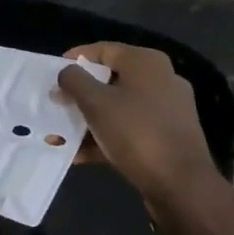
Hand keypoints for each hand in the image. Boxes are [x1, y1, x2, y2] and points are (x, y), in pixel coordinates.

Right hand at [56, 43, 223, 221]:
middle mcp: (160, 80)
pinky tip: (78, 155)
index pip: (104, 50)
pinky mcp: (165, 139)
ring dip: (87, 121)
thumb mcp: (97, 103)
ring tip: (59, 135)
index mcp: (147, 63)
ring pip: (118, 109)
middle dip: (79, 95)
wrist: (181, 184)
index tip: (52, 74)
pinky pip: (128, 132)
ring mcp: (165, 111)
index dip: (76, 58)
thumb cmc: (137, 133)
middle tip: (54, 105)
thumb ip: (75, 82)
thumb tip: (65, 72)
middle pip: (110, 80)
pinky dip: (104, 139)